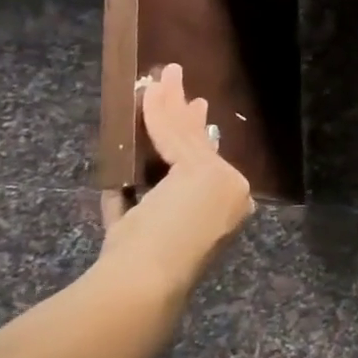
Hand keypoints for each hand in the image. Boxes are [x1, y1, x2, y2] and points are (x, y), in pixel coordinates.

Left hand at [99, 64, 253, 297]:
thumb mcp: (147, 231)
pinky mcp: (200, 169)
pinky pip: (173, 134)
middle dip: (189, 116)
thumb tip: (124, 190)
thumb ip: (143, 208)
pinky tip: (152, 90)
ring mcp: (221, 178)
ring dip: (173, 102)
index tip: (188, 119)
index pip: (207, 165)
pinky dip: (159, 110)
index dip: (196, 139)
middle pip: (202, 145)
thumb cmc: (144, 267)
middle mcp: (233, 191)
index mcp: (225, 210)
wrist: (148, 282)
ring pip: (189, 135)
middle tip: (182, 88)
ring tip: (167, 75)